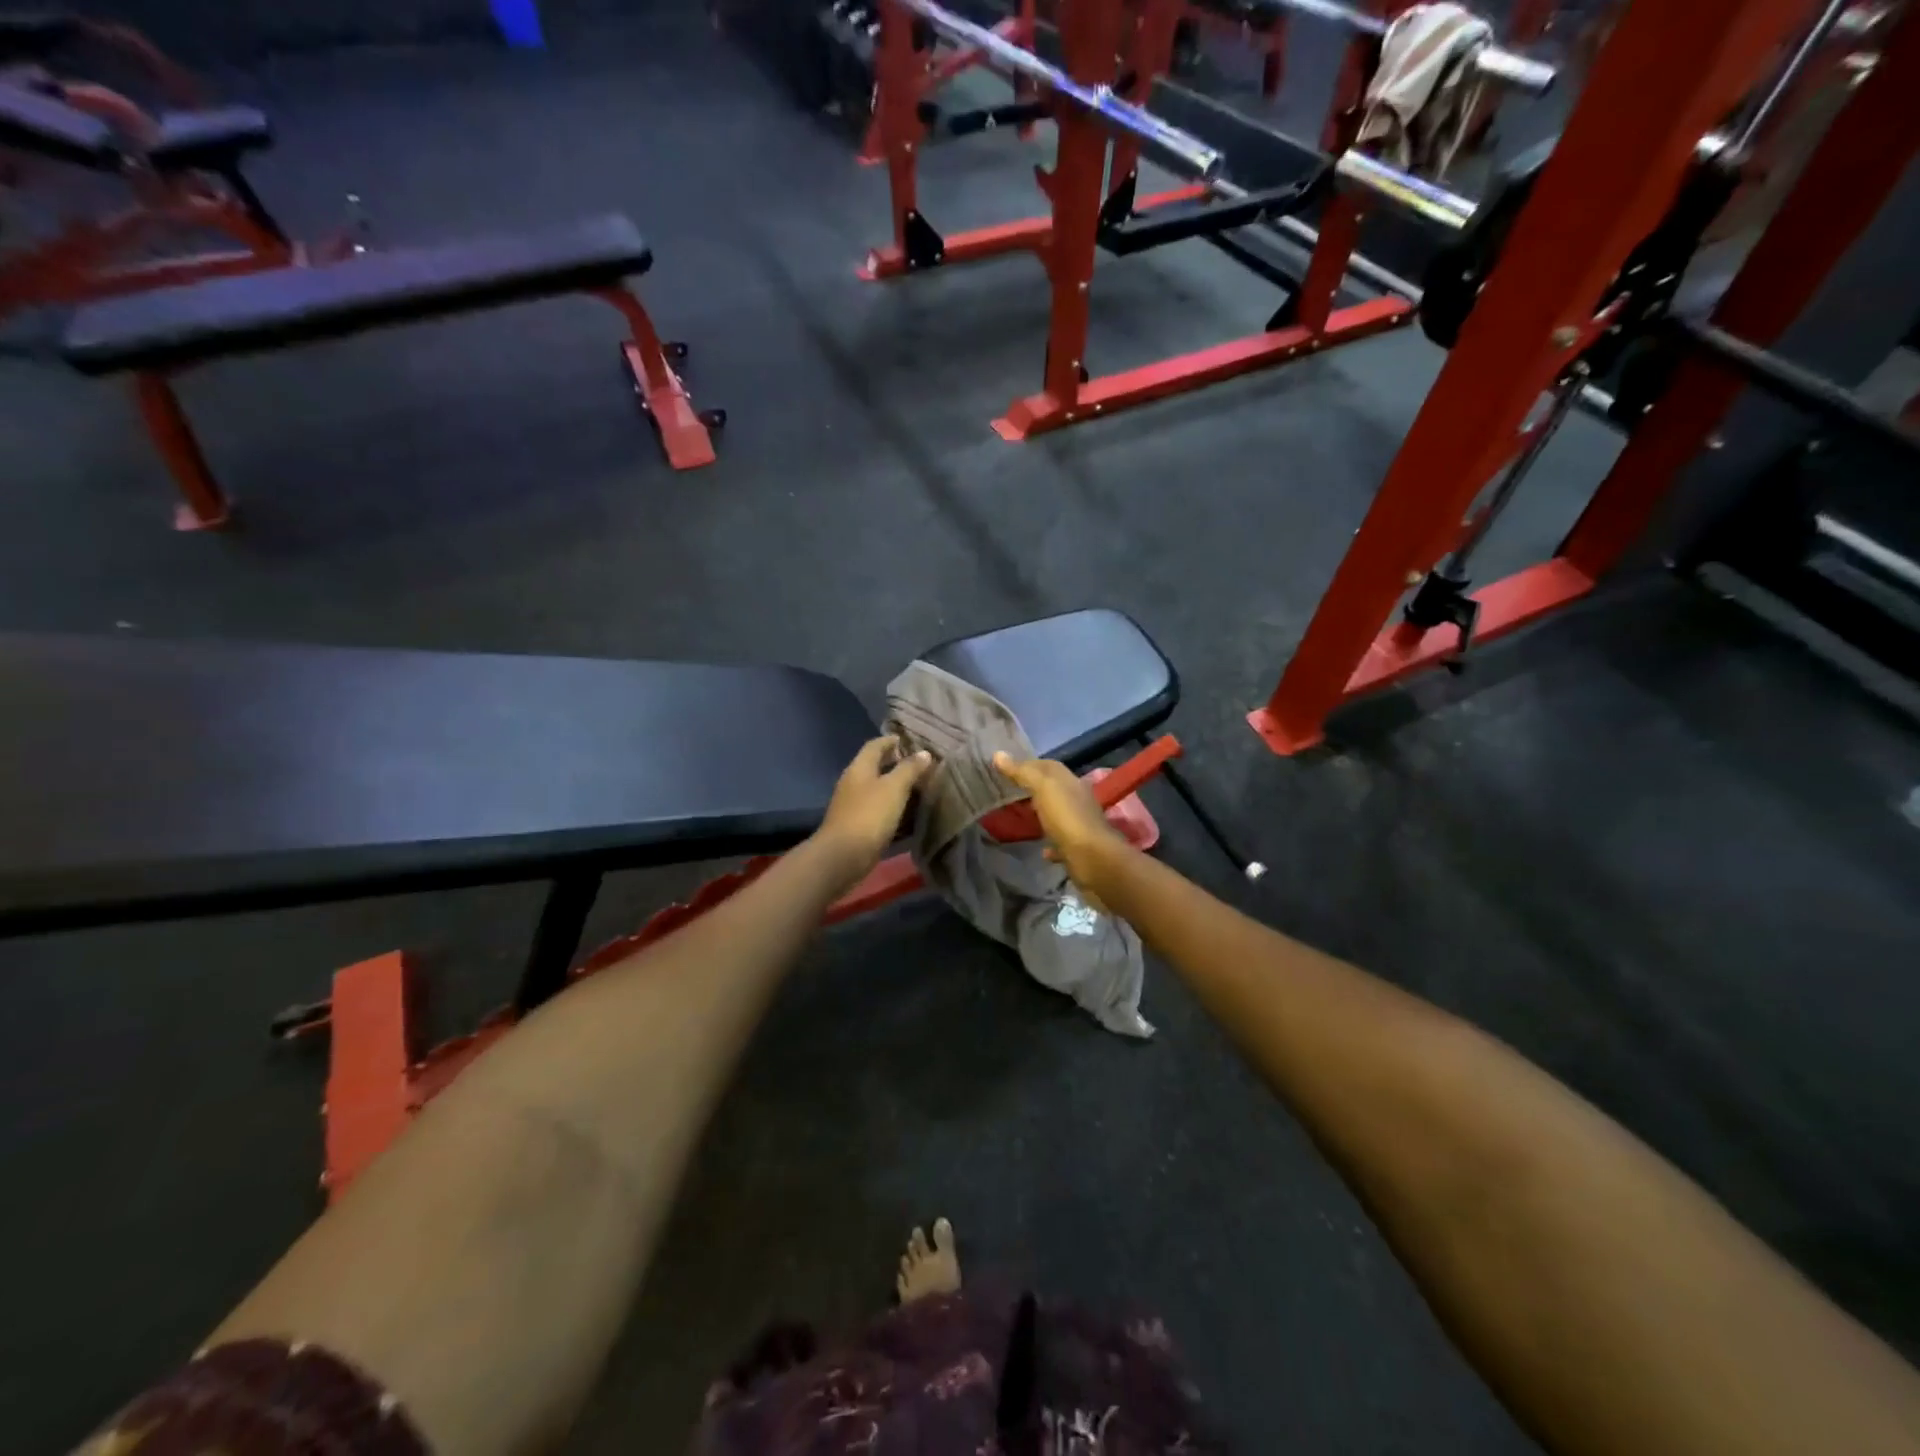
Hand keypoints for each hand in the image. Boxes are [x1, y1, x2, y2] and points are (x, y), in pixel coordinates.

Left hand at [813, 737, 932, 887]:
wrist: (843, 857)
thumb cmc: (869, 815)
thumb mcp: (894, 788)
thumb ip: (909, 769)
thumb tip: (924, 753)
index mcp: (859, 768)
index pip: (875, 745)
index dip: (892, 741)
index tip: (911, 741)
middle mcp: (854, 783)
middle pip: (875, 767)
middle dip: (896, 764)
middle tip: (921, 765)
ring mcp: (853, 805)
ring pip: (878, 790)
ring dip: (896, 788)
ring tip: (920, 789)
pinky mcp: (858, 826)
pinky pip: (878, 810)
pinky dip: (893, 808)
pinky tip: (908, 814)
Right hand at [992, 751, 1125, 896]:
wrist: (1093, 860)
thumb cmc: (1067, 818)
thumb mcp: (1043, 788)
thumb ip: (1022, 772)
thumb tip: (998, 754)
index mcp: (1070, 782)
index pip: (1048, 766)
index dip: (1027, 764)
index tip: (1004, 767)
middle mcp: (1077, 800)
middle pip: (1052, 789)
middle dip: (1032, 788)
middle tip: (1006, 791)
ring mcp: (1078, 825)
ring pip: (1056, 815)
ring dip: (1041, 814)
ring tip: (1018, 817)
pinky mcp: (1077, 849)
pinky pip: (1060, 842)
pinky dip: (1049, 843)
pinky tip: (1038, 849)